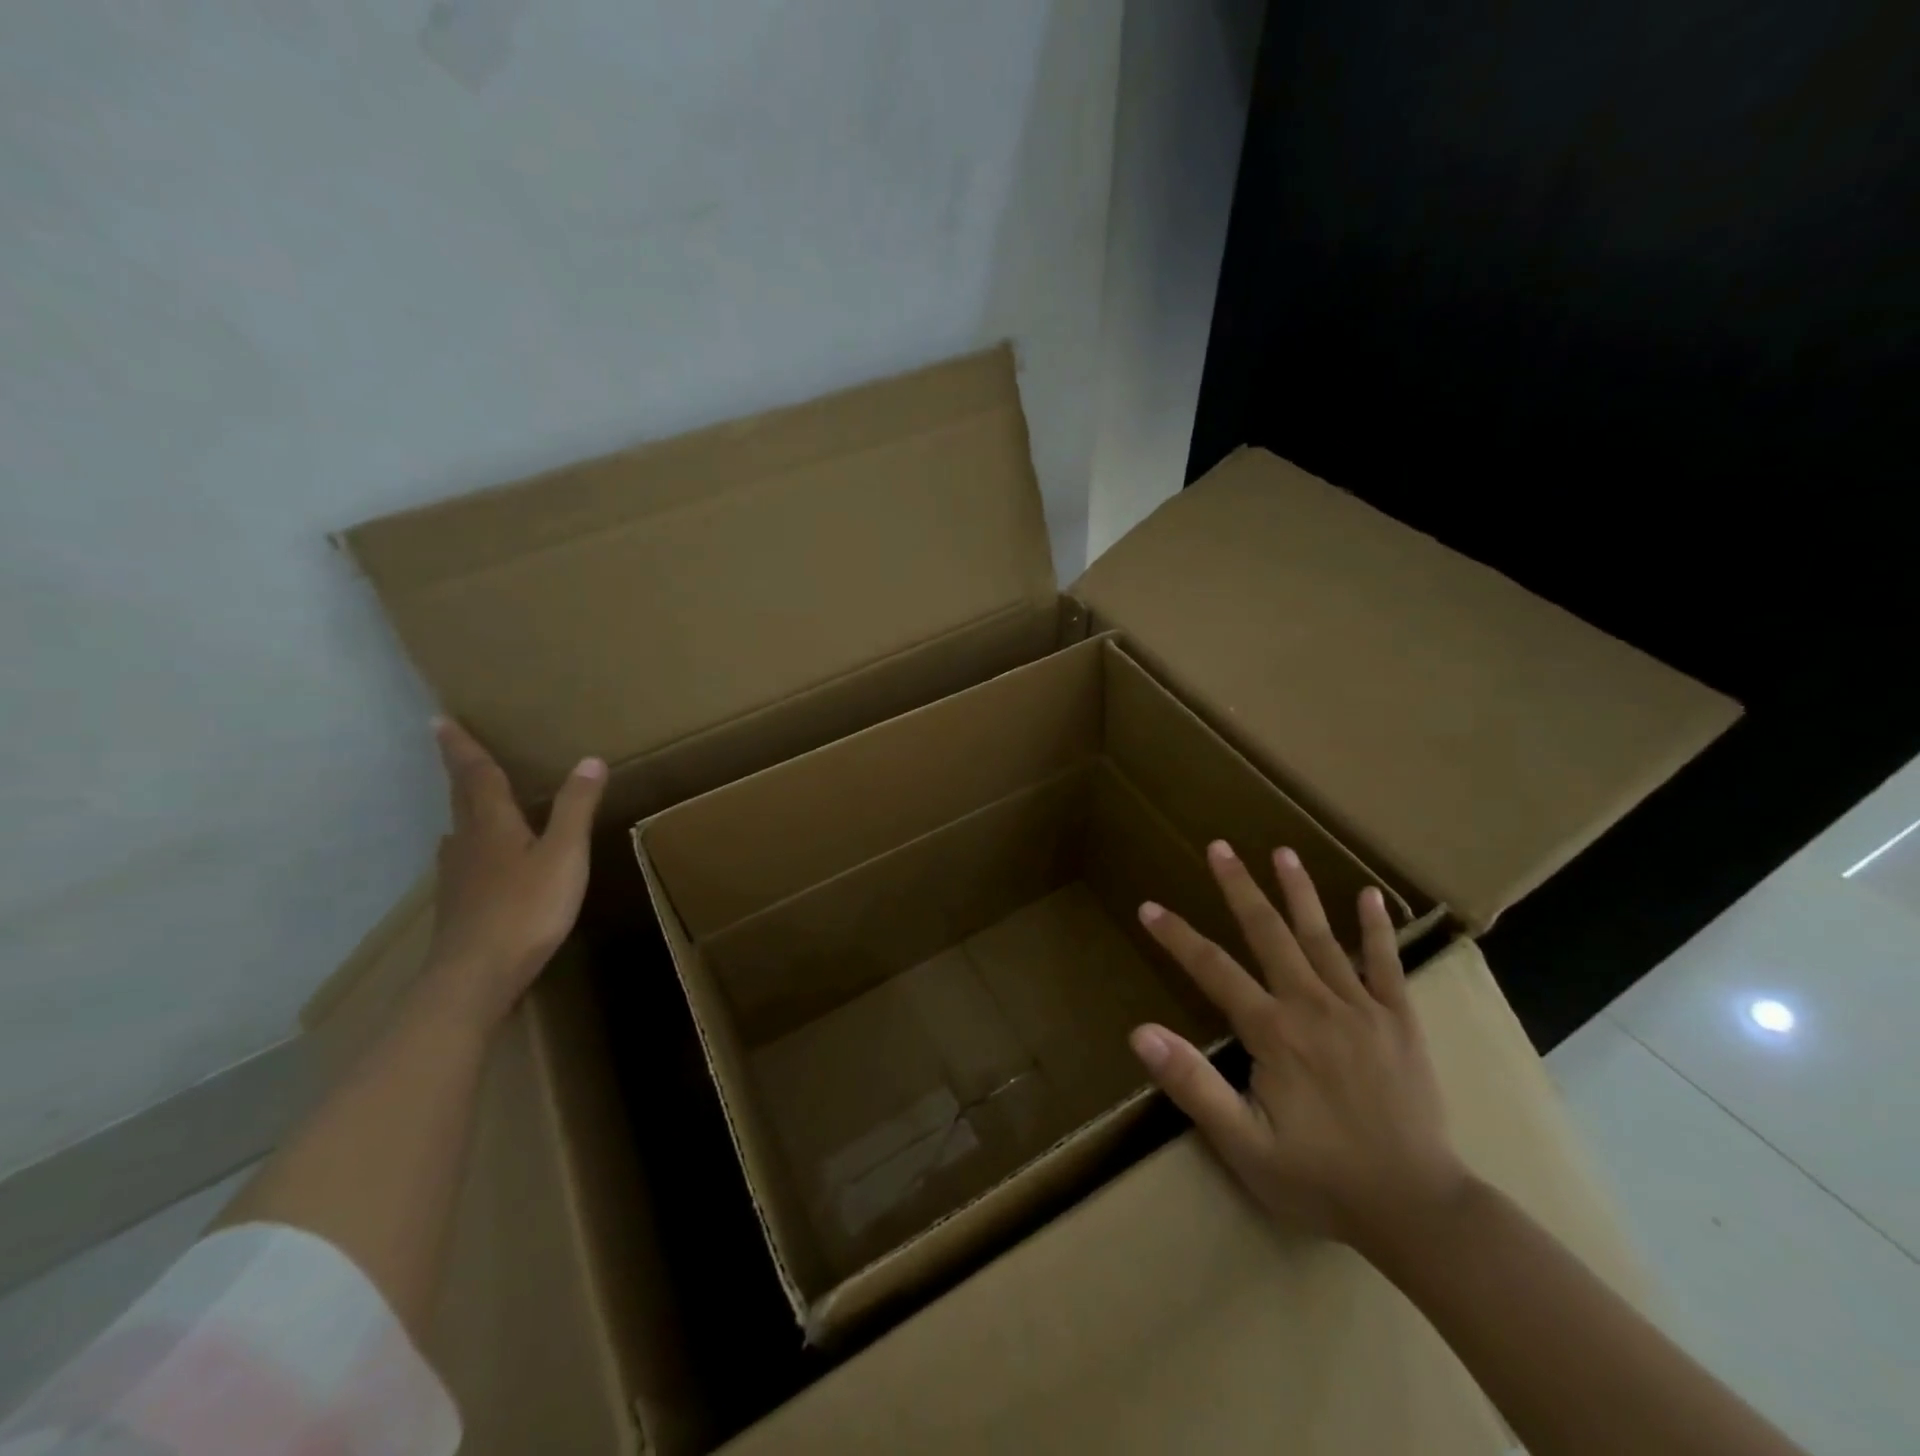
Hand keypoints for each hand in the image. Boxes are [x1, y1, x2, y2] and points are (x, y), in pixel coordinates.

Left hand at [421, 717, 606, 1029]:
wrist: (474, 977)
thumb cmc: (525, 910)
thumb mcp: (564, 855)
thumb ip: (575, 808)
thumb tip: (590, 760)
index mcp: (492, 825)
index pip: (476, 776)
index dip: (461, 747)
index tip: (439, 719)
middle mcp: (467, 842)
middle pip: (462, 798)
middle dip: (460, 770)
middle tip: (453, 746)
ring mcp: (458, 875)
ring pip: (459, 829)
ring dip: (464, 807)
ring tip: (475, 798)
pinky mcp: (459, 903)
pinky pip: (464, 858)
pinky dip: (472, 843)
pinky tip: (479, 857)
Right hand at [1129, 841, 1467, 1249]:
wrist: (1419, 1211)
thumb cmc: (1320, 1179)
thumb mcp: (1243, 1144)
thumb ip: (1192, 1084)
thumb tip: (1140, 1032)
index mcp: (1274, 1032)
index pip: (1213, 969)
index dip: (1177, 936)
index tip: (1149, 907)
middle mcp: (1314, 1005)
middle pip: (1269, 934)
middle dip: (1240, 887)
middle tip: (1219, 846)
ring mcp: (1362, 1009)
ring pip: (1323, 937)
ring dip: (1299, 892)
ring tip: (1282, 852)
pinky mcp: (1401, 1022)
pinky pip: (1387, 965)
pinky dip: (1377, 930)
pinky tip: (1370, 896)